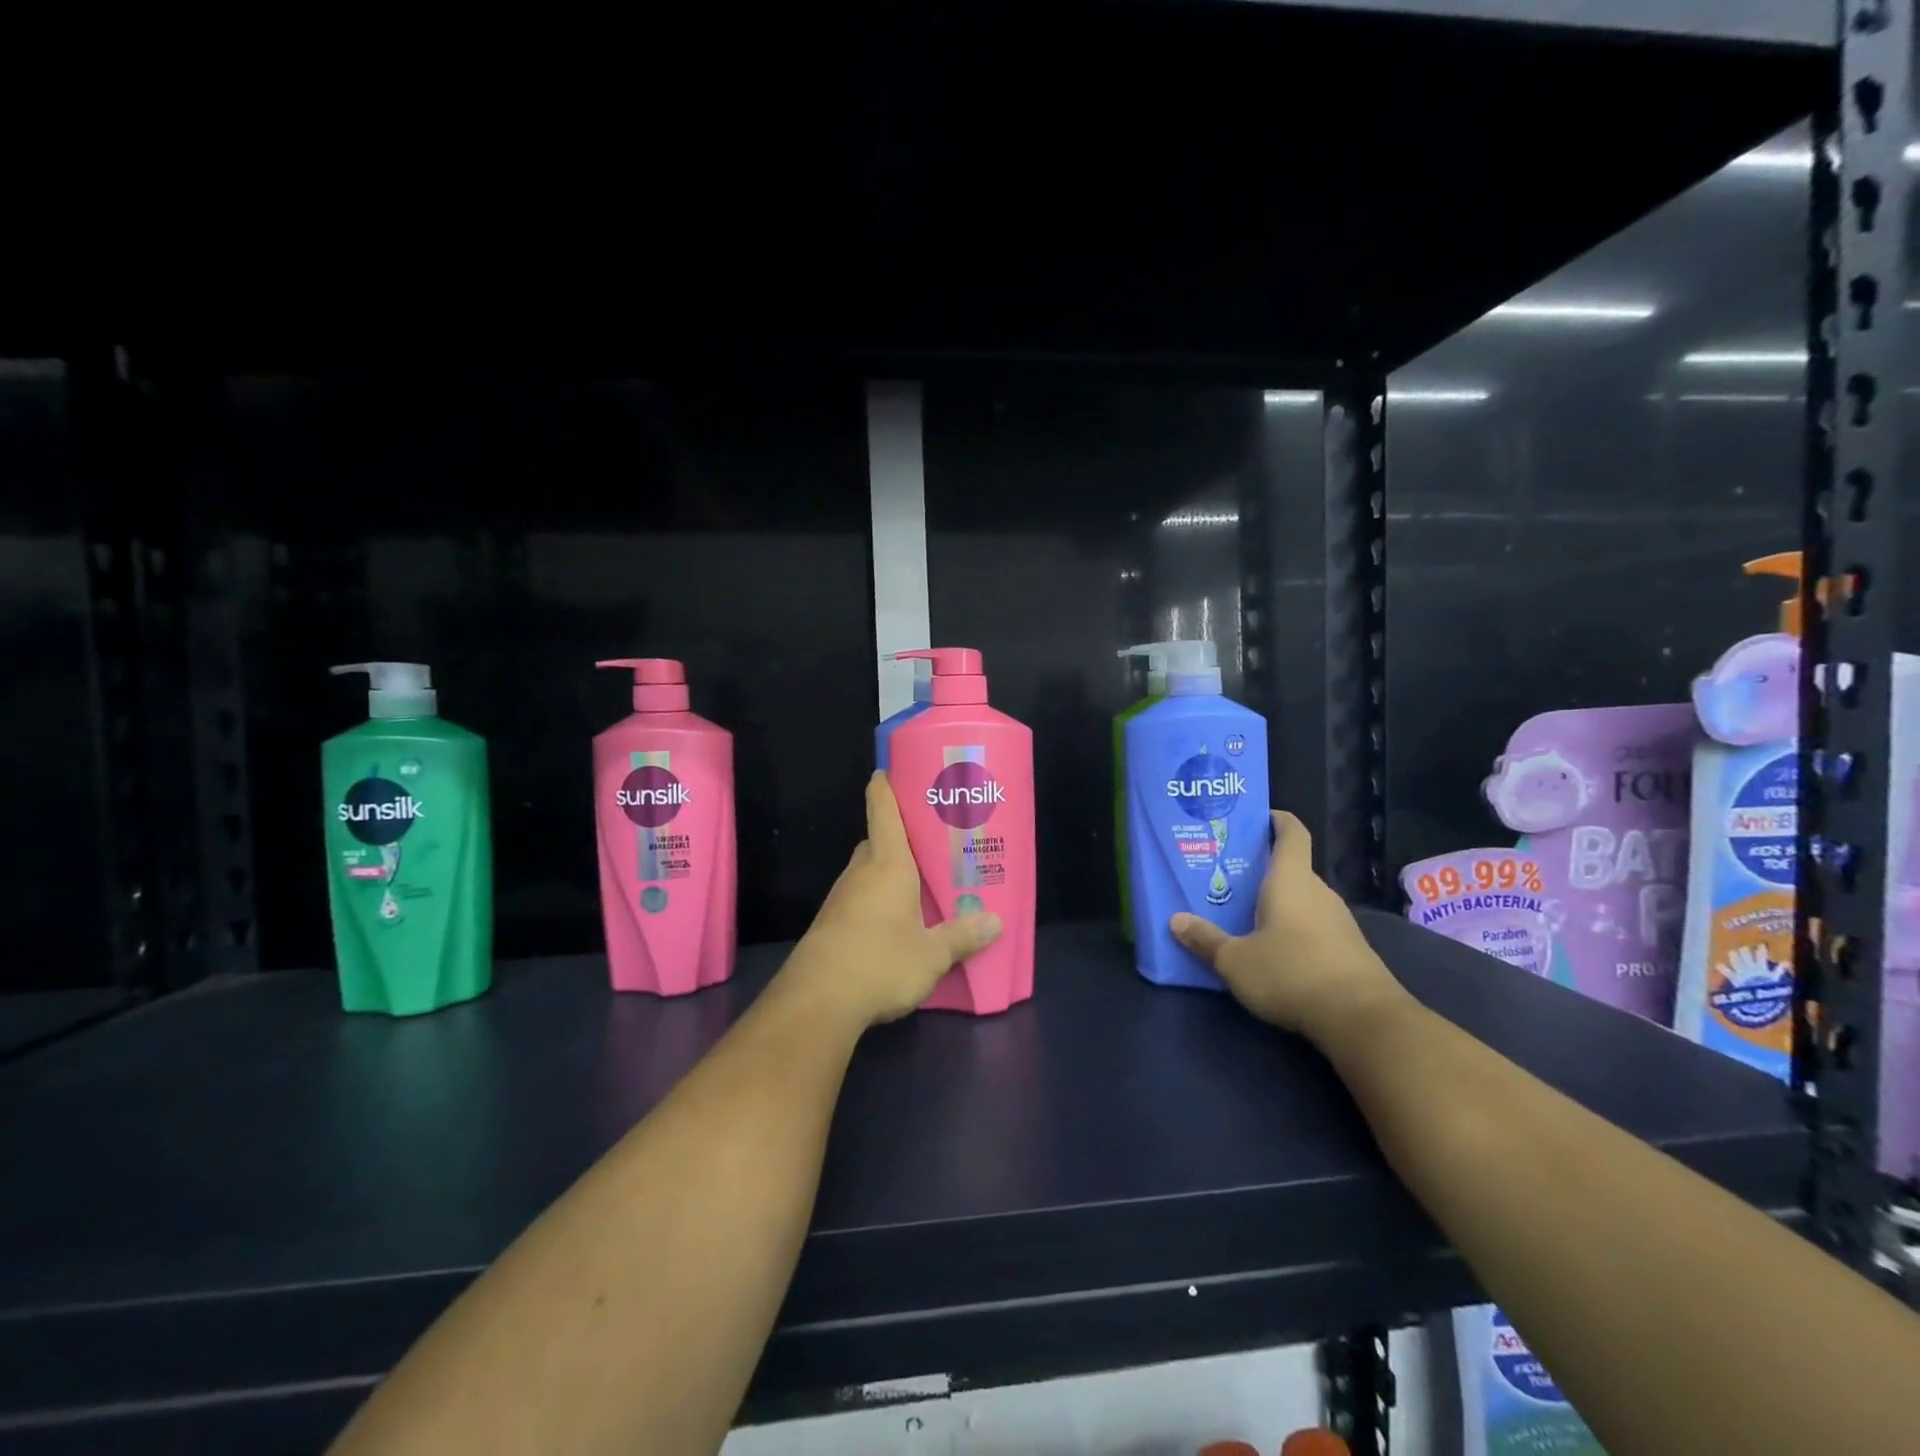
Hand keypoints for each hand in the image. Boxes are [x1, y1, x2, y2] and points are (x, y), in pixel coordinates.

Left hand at [783, 772, 1002, 1026]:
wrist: (817, 1001)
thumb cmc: (880, 961)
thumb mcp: (932, 954)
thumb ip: (962, 936)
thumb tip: (995, 922)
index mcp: (888, 864)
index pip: (882, 810)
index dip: (885, 786)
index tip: (889, 769)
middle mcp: (861, 872)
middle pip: (879, 841)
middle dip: (901, 838)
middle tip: (932, 842)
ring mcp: (842, 898)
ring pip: (869, 872)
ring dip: (890, 873)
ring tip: (923, 884)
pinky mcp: (832, 924)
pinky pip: (861, 899)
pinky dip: (879, 900)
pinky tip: (898, 922)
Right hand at [1170, 811, 1407, 1045]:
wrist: (1363, 1020)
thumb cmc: (1292, 973)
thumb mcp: (1236, 961)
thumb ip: (1206, 940)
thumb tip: (1176, 921)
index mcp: (1290, 880)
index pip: (1291, 833)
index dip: (1276, 820)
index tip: (1256, 818)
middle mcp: (1318, 892)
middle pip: (1291, 869)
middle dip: (1261, 870)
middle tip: (1227, 876)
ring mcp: (1338, 921)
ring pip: (1301, 900)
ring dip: (1276, 903)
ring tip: (1242, 913)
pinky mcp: (1349, 950)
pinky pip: (1313, 926)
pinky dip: (1292, 929)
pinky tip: (1272, 949)